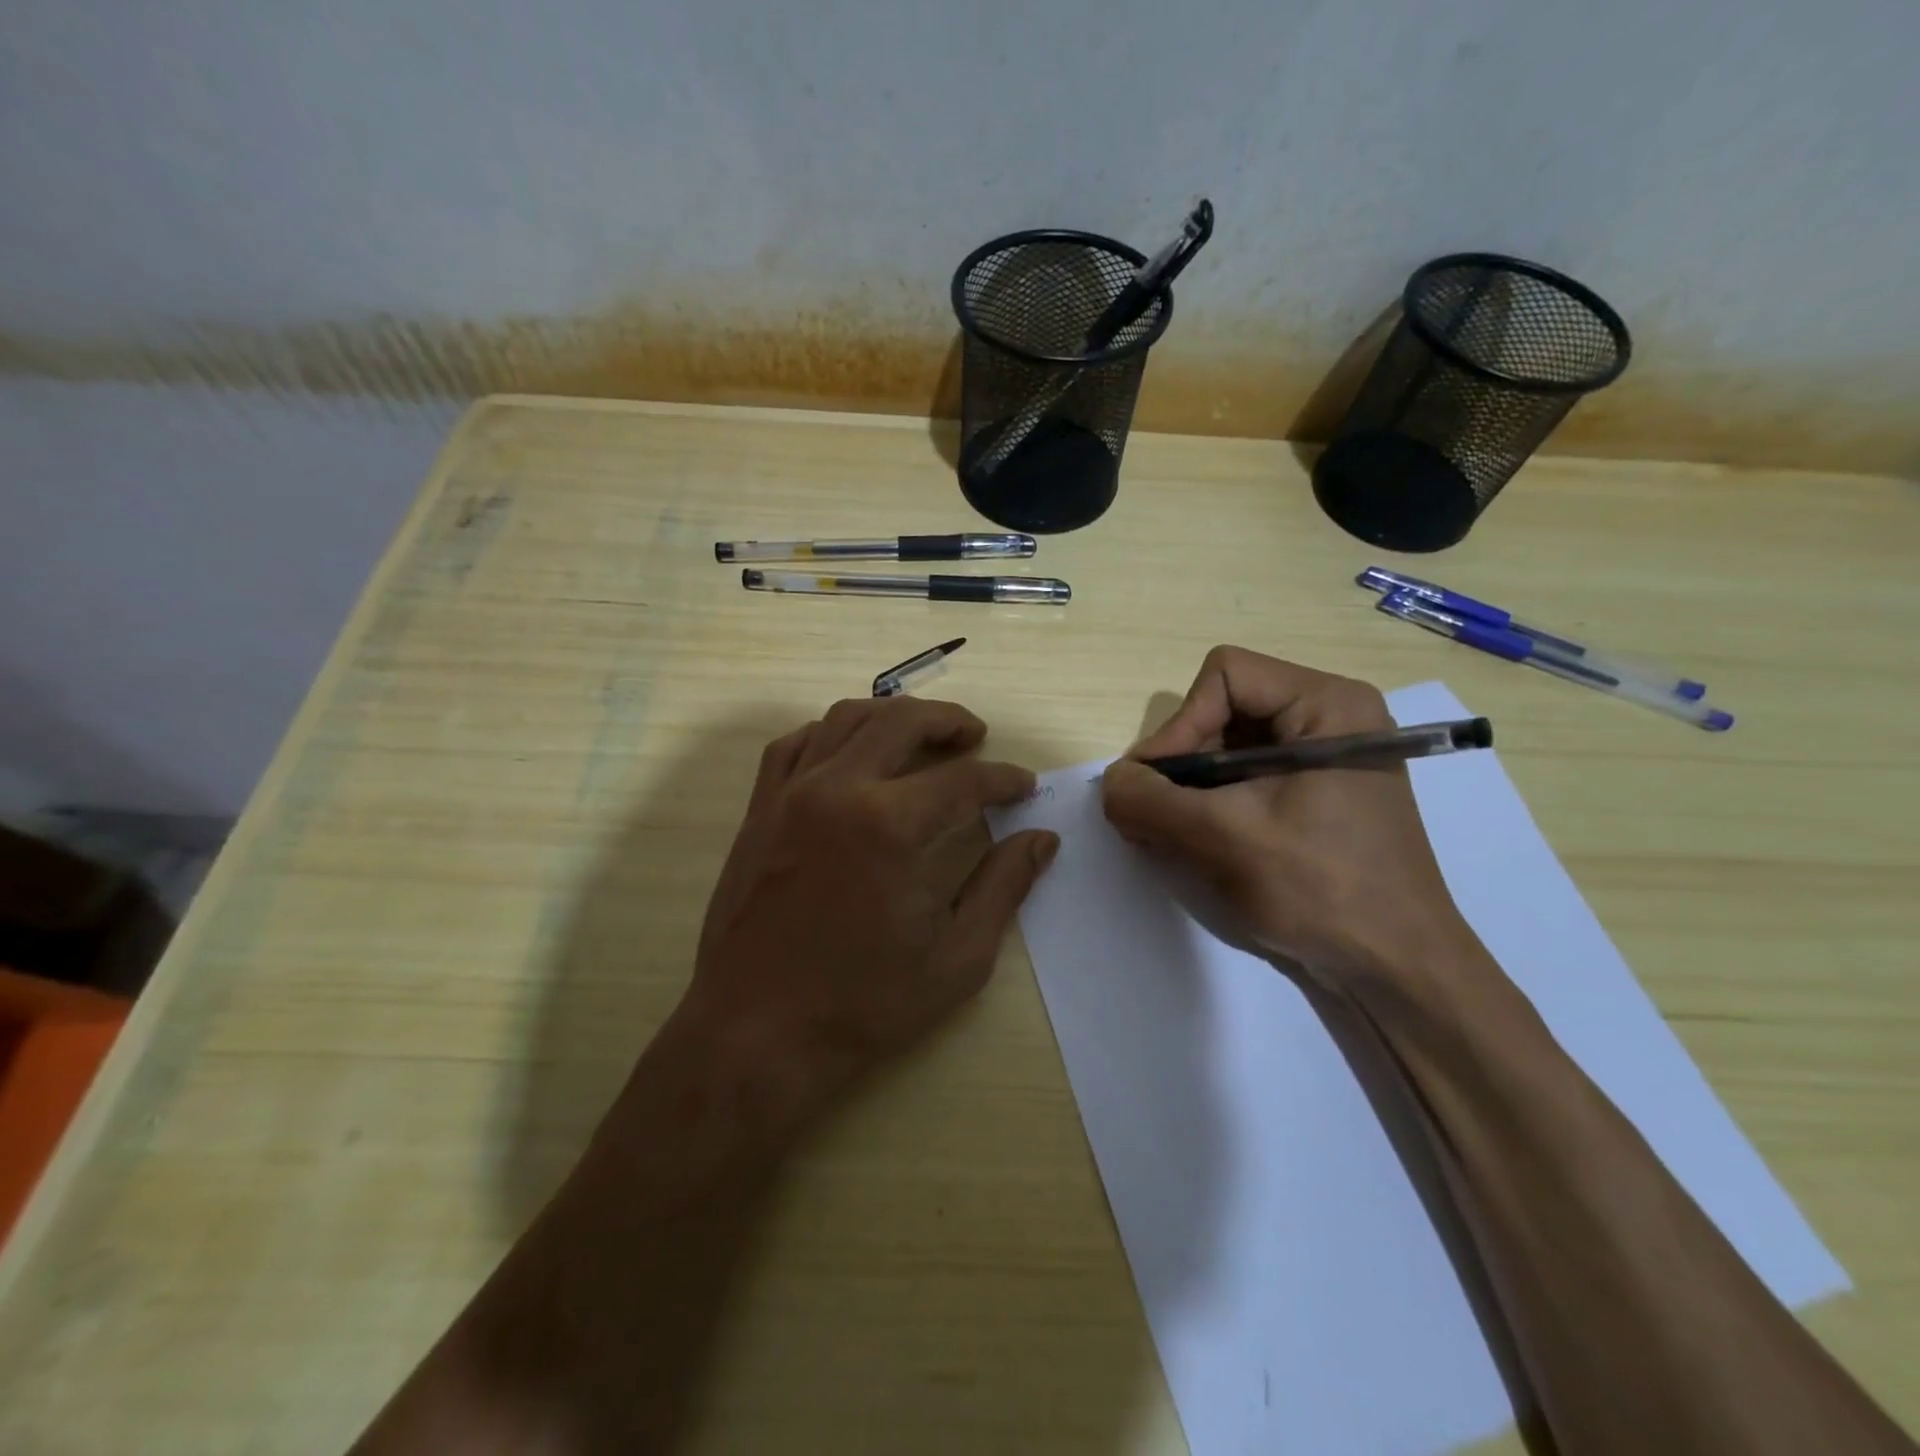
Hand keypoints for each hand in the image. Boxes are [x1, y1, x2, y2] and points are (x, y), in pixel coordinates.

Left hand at [677, 696, 1057, 1126]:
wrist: (756, 1033)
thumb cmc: (862, 1004)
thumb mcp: (956, 957)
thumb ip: (1003, 888)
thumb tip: (1042, 840)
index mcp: (890, 826)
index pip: (963, 781)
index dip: (1002, 780)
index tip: (1023, 786)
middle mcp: (837, 790)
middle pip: (901, 723)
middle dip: (949, 722)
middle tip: (976, 736)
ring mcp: (789, 794)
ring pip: (846, 719)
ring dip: (892, 716)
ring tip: (921, 734)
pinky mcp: (759, 809)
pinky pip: (794, 744)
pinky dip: (830, 733)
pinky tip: (851, 752)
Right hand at [1100, 646, 1476, 983]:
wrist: (1396, 970)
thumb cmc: (1323, 890)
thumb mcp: (1224, 839)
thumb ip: (1151, 802)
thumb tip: (1110, 783)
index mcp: (1327, 705)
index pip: (1224, 677)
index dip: (1180, 725)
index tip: (1156, 785)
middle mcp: (1328, 719)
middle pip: (1222, 711)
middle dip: (1180, 763)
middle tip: (1154, 814)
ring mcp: (1322, 759)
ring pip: (1226, 748)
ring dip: (1189, 789)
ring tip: (1170, 834)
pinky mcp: (1313, 796)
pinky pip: (1243, 779)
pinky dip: (1209, 805)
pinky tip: (1198, 843)